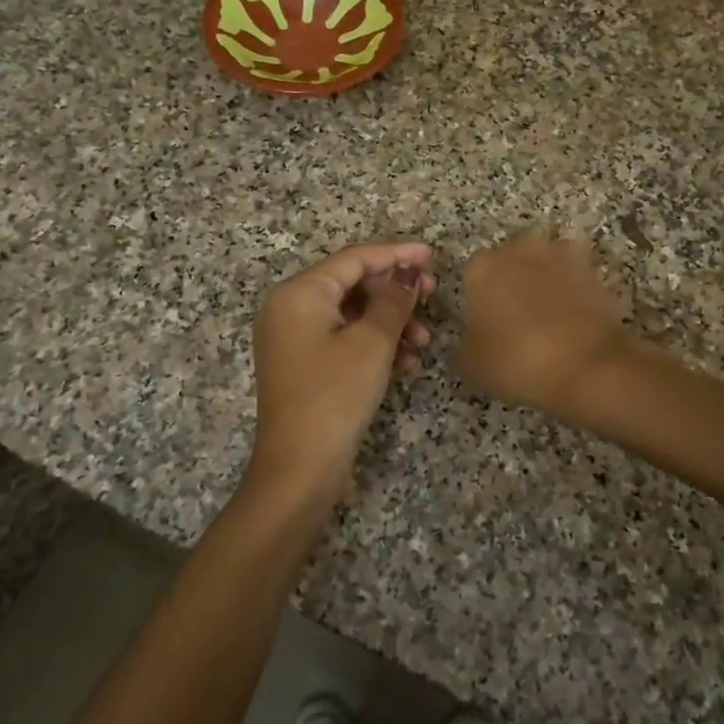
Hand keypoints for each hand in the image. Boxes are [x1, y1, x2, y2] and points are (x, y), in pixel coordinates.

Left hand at [247, 241, 436, 506]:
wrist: (300, 469)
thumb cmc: (335, 396)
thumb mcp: (372, 343)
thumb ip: (394, 300)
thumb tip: (409, 269)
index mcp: (299, 293)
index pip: (354, 259)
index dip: (395, 254)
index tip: (432, 256)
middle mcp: (290, 308)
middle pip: (352, 284)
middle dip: (395, 293)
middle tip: (433, 296)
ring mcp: (295, 338)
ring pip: (352, 314)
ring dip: (391, 323)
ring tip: (424, 340)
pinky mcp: (304, 364)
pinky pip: (344, 339)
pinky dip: (375, 345)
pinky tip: (405, 365)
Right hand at [457, 232, 629, 422]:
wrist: (588, 365)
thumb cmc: (519, 361)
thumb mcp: (472, 366)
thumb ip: (463, 346)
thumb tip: (469, 341)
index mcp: (482, 267)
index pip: (472, 275)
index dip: (479, 300)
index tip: (486, 325)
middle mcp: (519, 250)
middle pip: (508, 261)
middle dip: (511, 282)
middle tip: (516, 319)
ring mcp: (560, 254)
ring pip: (544, 263)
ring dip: (544, 280)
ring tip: (549, 316)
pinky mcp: (592, 269)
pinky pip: (574, 276)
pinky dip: (573, 289)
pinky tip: (574, 314)